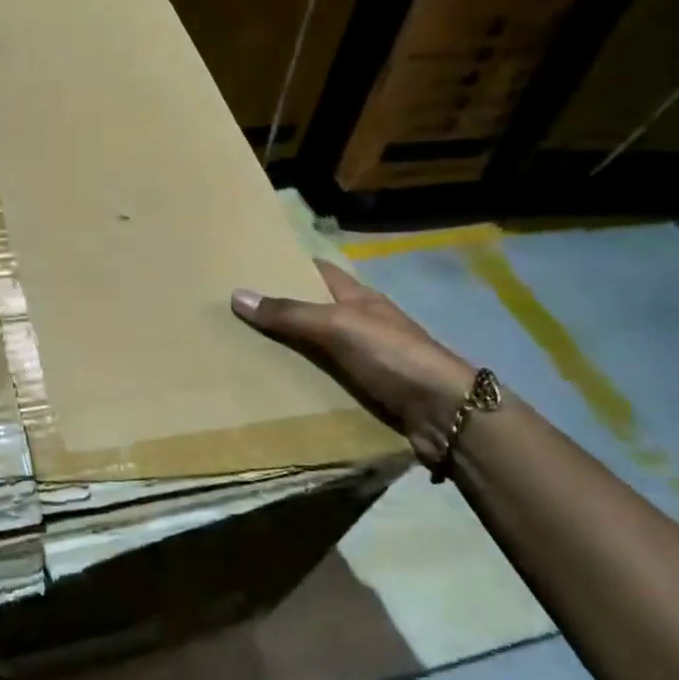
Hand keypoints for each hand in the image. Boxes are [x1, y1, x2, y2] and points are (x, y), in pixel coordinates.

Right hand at [232, 260, 473, 462]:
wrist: (445, 414)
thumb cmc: (394, 356)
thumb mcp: (338, 326)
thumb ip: (290, 313)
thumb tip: (237, 295)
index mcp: (360, 298)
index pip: (320, 272)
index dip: (290, 265)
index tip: (251, 265)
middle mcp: (362, 324)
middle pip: (314, 310)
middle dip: (280, 310)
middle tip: (233, 311)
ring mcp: (365, 359)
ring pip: (317, 348)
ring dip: (287, 349)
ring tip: (240, 349)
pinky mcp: (366, 392)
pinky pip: (324, 380)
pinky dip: (301, 381)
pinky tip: (272, 386)